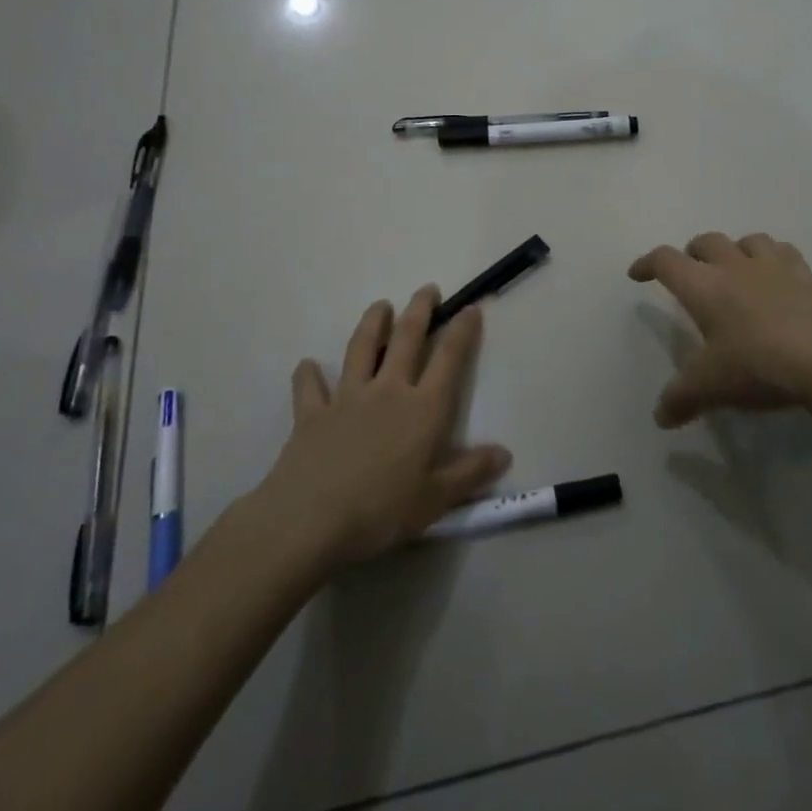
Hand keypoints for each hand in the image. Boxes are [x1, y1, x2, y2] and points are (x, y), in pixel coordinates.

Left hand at [254, 286, 511, 569]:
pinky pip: (309, 388)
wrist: (309, 521)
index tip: (470, 308)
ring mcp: (347, 398)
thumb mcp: (435, 500)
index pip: (449, 359)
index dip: (462, 331)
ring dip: (372, 324)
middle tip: (427, 289)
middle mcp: (388, 391)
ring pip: (361, 349)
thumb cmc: (380, 511)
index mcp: (423, 409)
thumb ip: (470, 473)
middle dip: (419, 310)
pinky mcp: (312, 414)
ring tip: (380, 306)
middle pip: (407, 339)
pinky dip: (308, 374)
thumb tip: (505, 453)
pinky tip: (307, 365)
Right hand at [629, 231, 811, 426]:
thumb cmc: (759, 365)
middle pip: (706, 242)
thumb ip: (681, 398)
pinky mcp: (808, 277)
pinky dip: (774, 258)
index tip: (637, 273)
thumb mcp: (711, 387)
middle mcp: (735, 267)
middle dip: (692, 253)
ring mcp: (775, 268)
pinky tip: (777, 277)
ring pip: (748, 240)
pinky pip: (786, 253)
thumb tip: (660, 416)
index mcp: (704, 286)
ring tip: (734, 268)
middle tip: (689, 271)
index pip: (666, 261)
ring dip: (735, 249)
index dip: (648, 263)